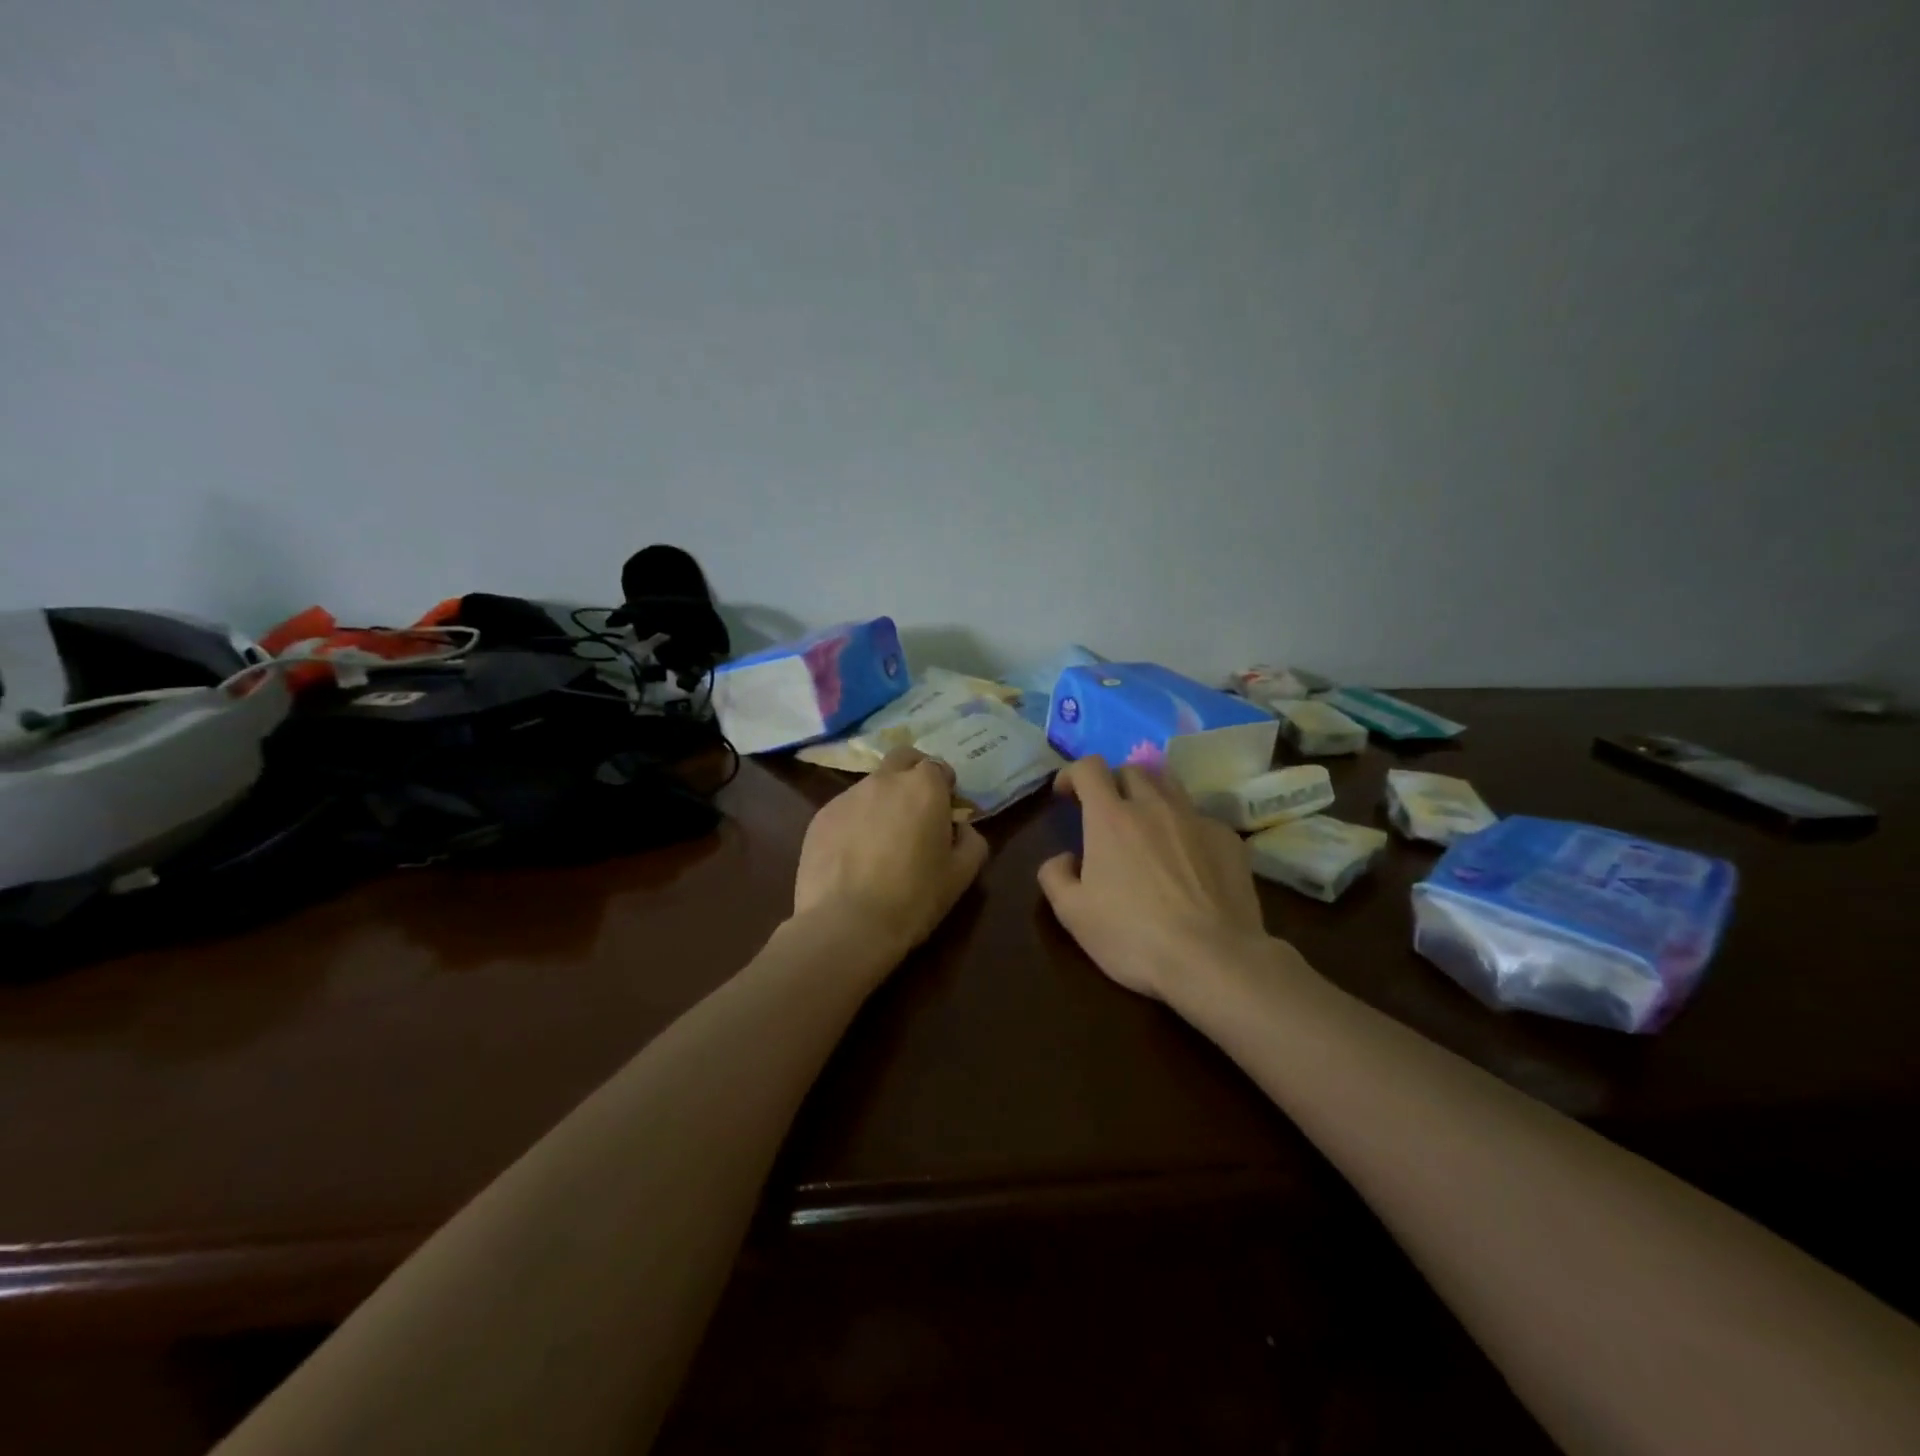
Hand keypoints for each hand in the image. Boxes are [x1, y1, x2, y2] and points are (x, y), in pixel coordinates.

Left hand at [792, 747, 989, 959]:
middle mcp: (884, 780)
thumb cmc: (914, 898)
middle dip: (912, 774)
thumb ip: (971, 841)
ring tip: (881, 842)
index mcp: (923, 787)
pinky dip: (855, 822)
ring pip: (871, 785)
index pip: (938, 767)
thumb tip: (960, 828)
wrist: (846, 924)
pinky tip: (854, 857)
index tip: (945, 813)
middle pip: (902, 759)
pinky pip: (845, 809)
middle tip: (915, 810)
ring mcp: (847, 796)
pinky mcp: (819, 817)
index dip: (944, 787)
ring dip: (882, 801)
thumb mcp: (961, 875)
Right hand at [1038, 757, 1268, 999]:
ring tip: (1147, 825)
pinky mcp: (1228, 839)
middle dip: (1113, 783)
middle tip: (1106, 813)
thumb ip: (1055, 876)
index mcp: (1111, 817)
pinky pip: (1200, 817)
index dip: (1072, 774)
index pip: (1089, 768)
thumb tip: (1064, 858)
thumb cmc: (1133, 936)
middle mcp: (1154, 805)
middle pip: (1131, 770)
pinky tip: (1187, 860)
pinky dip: (1184, 827)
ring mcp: (1196, 819)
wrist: (1213, 959)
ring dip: (1150, 795)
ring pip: (1169, 785)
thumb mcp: (1073, 914)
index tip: (1065, 794)